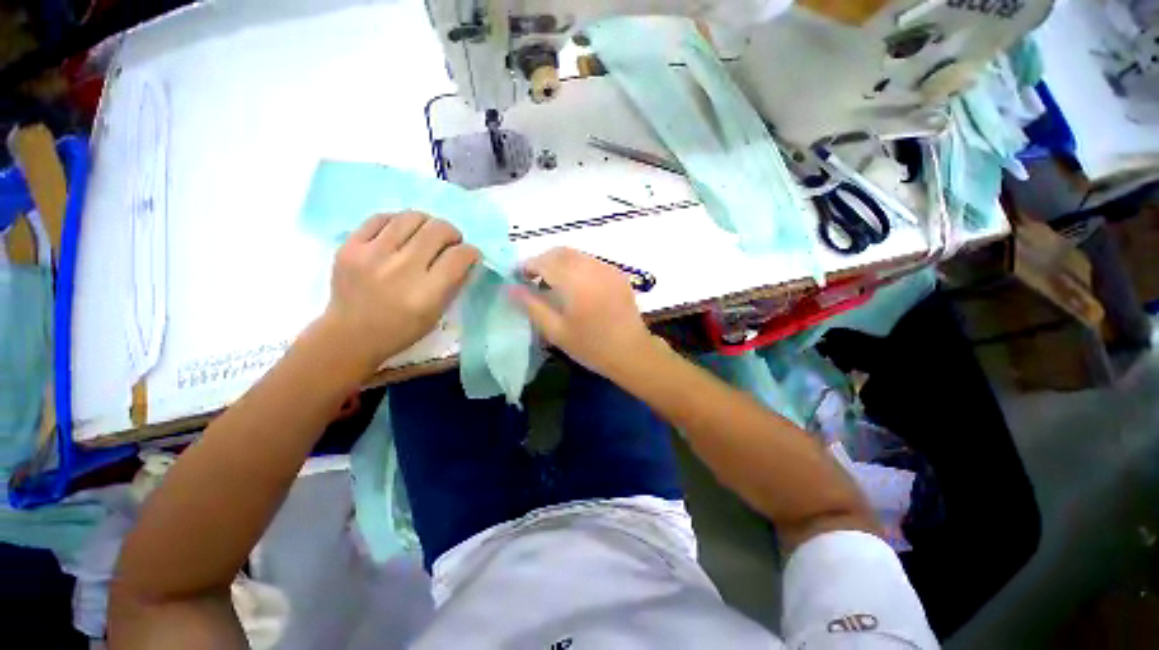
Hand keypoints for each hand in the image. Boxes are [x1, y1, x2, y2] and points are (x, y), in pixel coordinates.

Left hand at [321, 212, 479, 370]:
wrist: (350, 334)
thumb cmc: (402, 329)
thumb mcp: (437, 313)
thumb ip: (454, 284)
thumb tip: (467, 258)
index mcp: (426, 292)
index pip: (459, 256)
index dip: (471, 252)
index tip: (470, 255)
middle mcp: (401, 269)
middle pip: (438, 230)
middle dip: (452, 233)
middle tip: (449, 243)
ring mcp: (372, 254)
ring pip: (411, 217)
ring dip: (427, 224)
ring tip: (425, 235)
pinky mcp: (350, 246)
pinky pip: (381, 218)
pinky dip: (398, 222)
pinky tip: (400, 233)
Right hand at [512, 247, 654, 378]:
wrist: (632, 353)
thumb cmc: (591, 347)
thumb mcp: (556, 331)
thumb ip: (532, 306)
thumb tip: (510, 288)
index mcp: (575, 282)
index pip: (544, 262)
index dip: (527, 265)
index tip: (517, 277)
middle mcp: (592, 268)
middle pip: (560, 252)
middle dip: (542, 260)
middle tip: (532, 279)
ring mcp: (608, 268)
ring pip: (576, 254)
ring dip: (559, 262)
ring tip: (552, 283)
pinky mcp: (618, 273)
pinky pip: (590, 261)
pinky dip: (576, 266)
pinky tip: (575, 285)